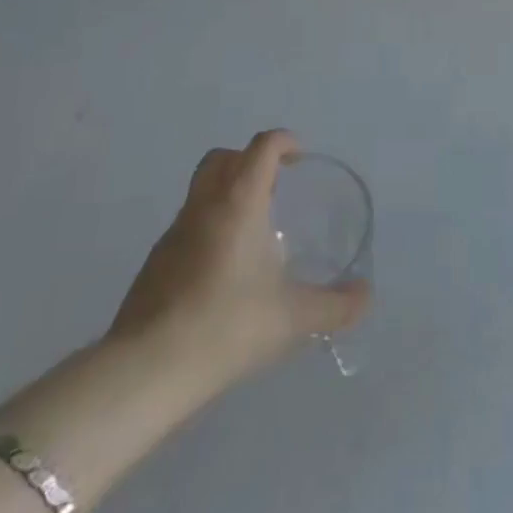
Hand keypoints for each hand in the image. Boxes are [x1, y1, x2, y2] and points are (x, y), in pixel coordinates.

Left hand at [107, 130, 369, 389]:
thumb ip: (335, 305)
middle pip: (223, 157)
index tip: (300, 158)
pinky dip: (209, 228)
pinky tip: (223, 272)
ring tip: (254, 233)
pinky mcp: (155, 263)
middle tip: (275, 188)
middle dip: (250, 160)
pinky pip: (187, 225)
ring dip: (227, 193)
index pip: (262, 147)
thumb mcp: (293, 318)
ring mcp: (174, 233)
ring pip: (201, 190)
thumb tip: (365, 295)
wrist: (147, 370)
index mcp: (239, 201)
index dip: (284, 142)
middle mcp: (204, 205)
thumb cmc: (227, 325)